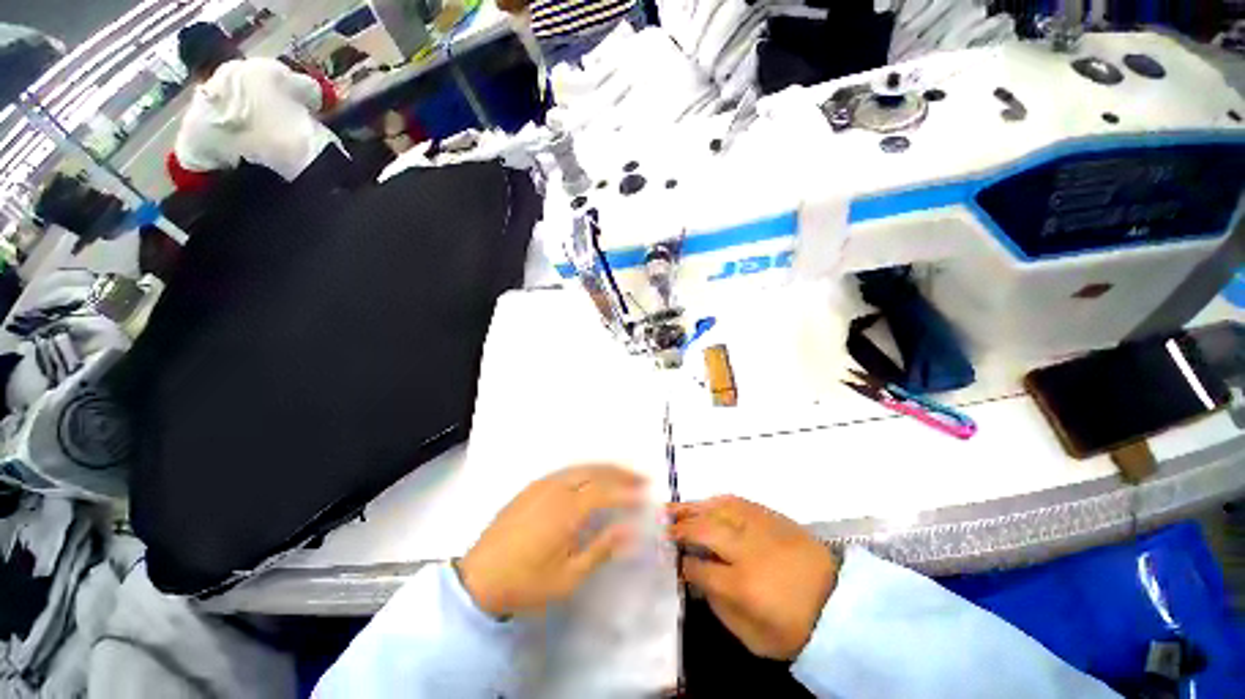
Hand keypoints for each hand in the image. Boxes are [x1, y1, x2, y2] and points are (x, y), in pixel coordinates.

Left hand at [458, 465, 645, 617]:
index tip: (645, 493)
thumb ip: (601, 549)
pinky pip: (565, 471)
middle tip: (640, 477)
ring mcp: (541, 485)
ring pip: (579, 467)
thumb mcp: (568, 577)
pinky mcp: (531, 488)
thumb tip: (629, 531)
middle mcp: (556, 489)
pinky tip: (589, 478)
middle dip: (619, 472)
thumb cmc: (526, 583)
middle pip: (594, 471)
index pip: (605, 491)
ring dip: (603, 468)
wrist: (478, 580)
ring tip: (621, 475)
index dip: (627, 491)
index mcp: (566, 510)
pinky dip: (584, 470)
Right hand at [667, 496, 838, 659]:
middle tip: (661, 526)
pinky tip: (704, 503)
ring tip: (673, 508)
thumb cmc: (795, 628)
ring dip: (692, 508)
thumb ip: (719, 608)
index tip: (672, 561)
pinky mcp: (771, 516)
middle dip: (680, 528)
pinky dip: (716, 501)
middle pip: (705, 529)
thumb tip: (696, 580)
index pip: (699, 567)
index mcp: (743, 585)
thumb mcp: (754, 637)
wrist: (840, 604)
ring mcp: (760, 527)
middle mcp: (748, 550)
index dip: (682, 563)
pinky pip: (737, 501)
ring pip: (718, 509)